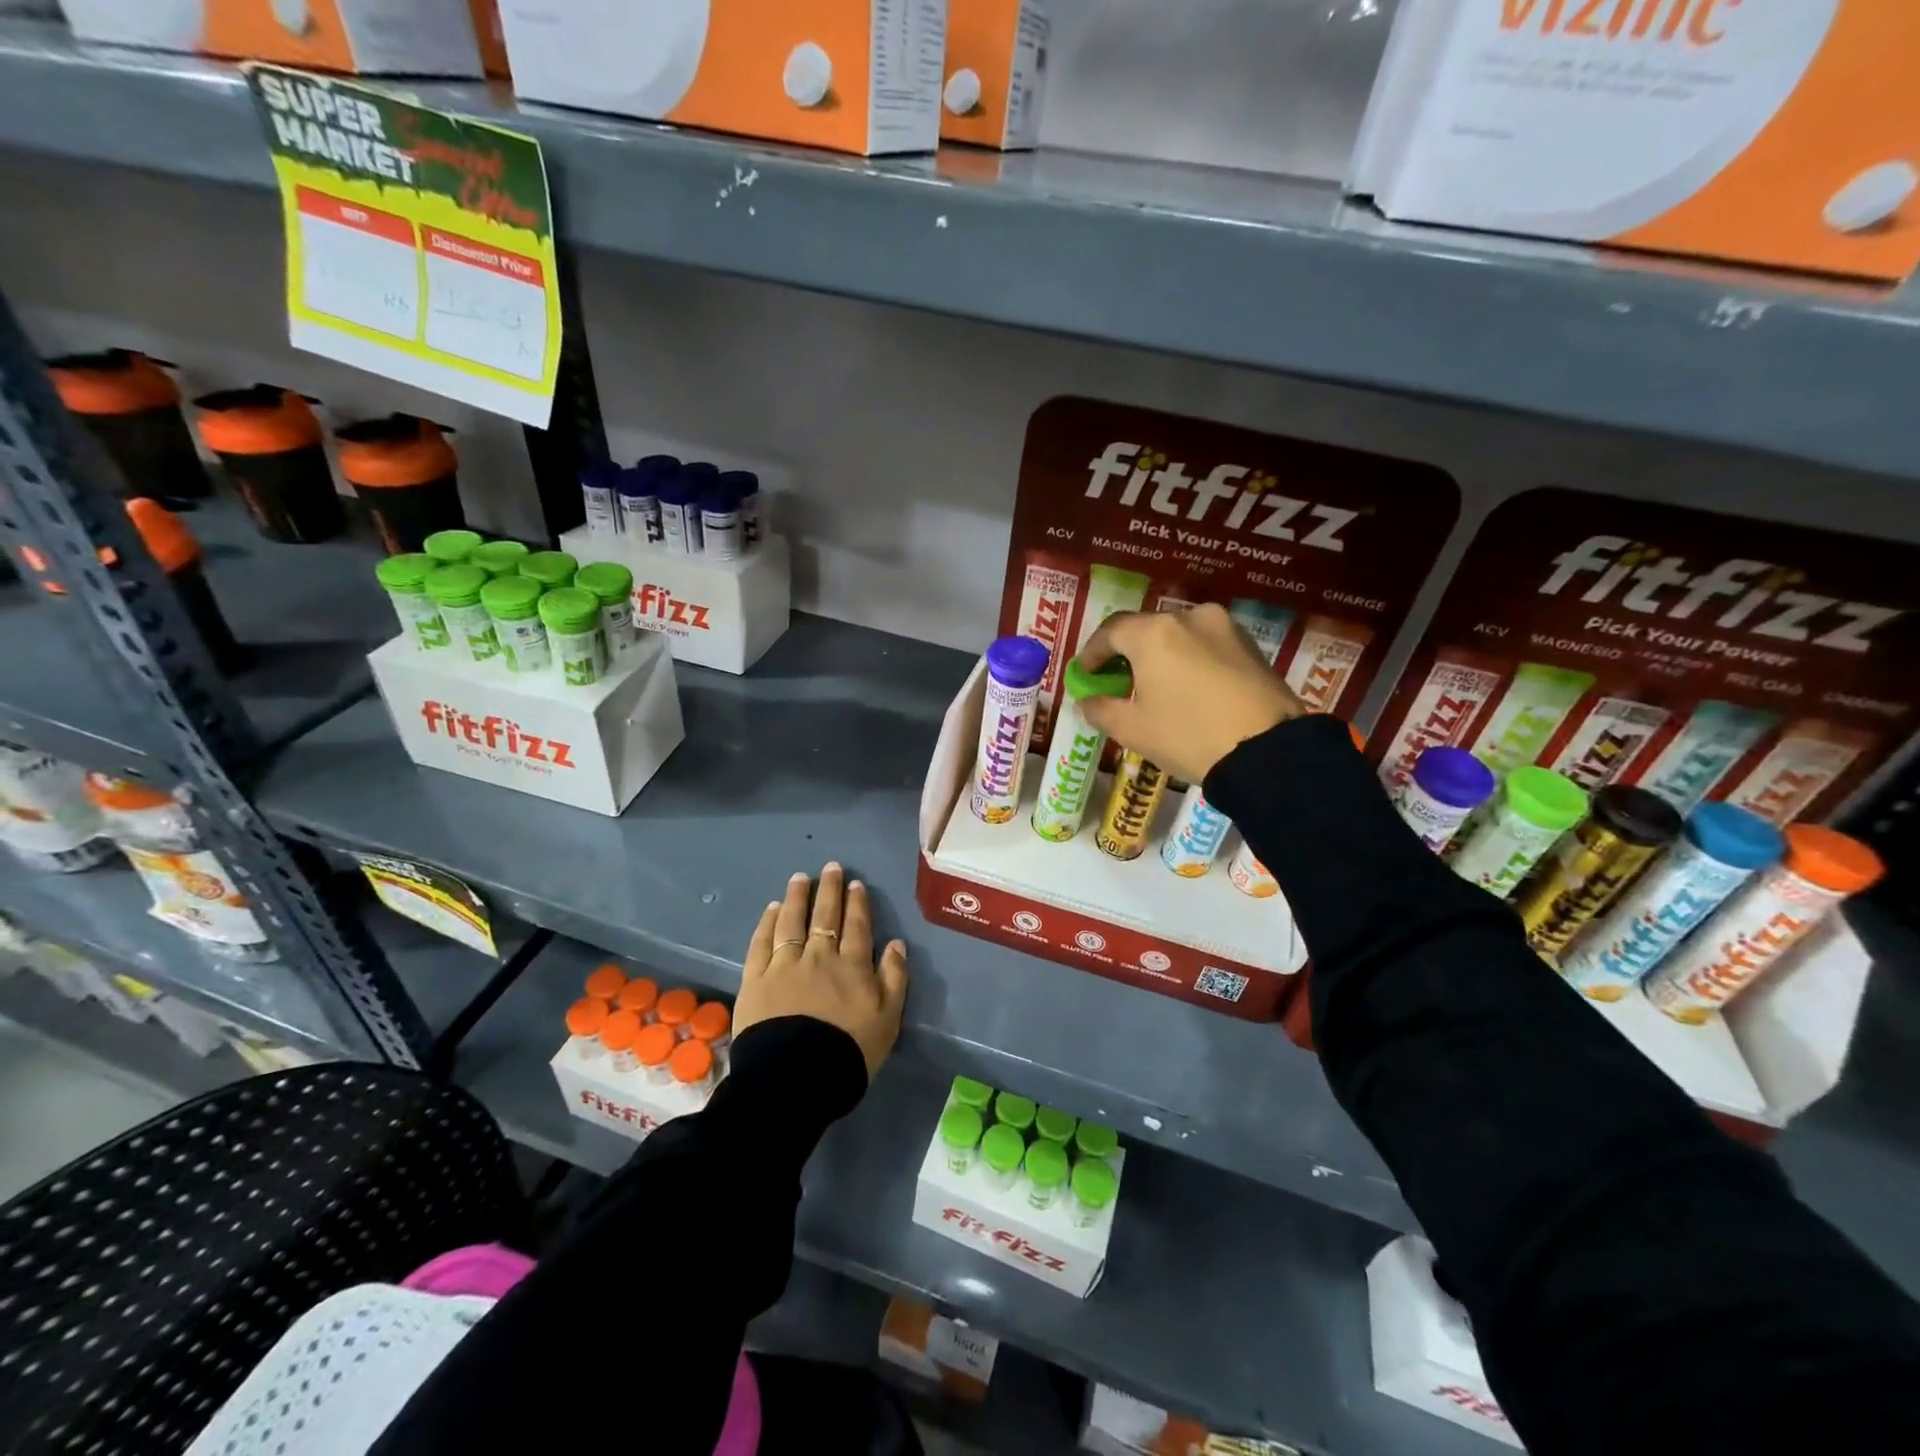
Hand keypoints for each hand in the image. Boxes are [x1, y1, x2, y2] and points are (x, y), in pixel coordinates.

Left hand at [738, 863, 908, 1079]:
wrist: (796, 1078)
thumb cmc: (849, 1052)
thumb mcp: (888, 1019)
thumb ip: (894, 978)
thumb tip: (896, 944)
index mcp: (852, 966)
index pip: (857, 926)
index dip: (857, 904)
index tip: (855, 883)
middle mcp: (818, 957)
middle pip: (825, 916)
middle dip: (829, 890)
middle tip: (830, 867)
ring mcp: (784, 965)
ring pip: (791, 922)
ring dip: (797, 897)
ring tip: (800, 878)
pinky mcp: (755, 979)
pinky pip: (761, 943)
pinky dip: (768, 923)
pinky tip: (772, 909)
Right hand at [1079, 603, 1304, 784]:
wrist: (1268, 751)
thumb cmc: (1189, 736)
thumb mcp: (1133, 730)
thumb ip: (1101, 709)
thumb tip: (1087, 701)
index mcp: (1153, 633)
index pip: (1110, 631)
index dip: (1091, 652)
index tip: (1084, 673)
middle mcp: (1188, 618)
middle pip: (1145, 629)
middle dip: (1126, 652)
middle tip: (1117, 679)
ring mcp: (1224, 627)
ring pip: (1179, 635)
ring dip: (1160, 654)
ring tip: (1155, 685)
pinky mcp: (1250, 644)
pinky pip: (1206, 644)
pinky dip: (1189, 659)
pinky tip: (1188, 686)